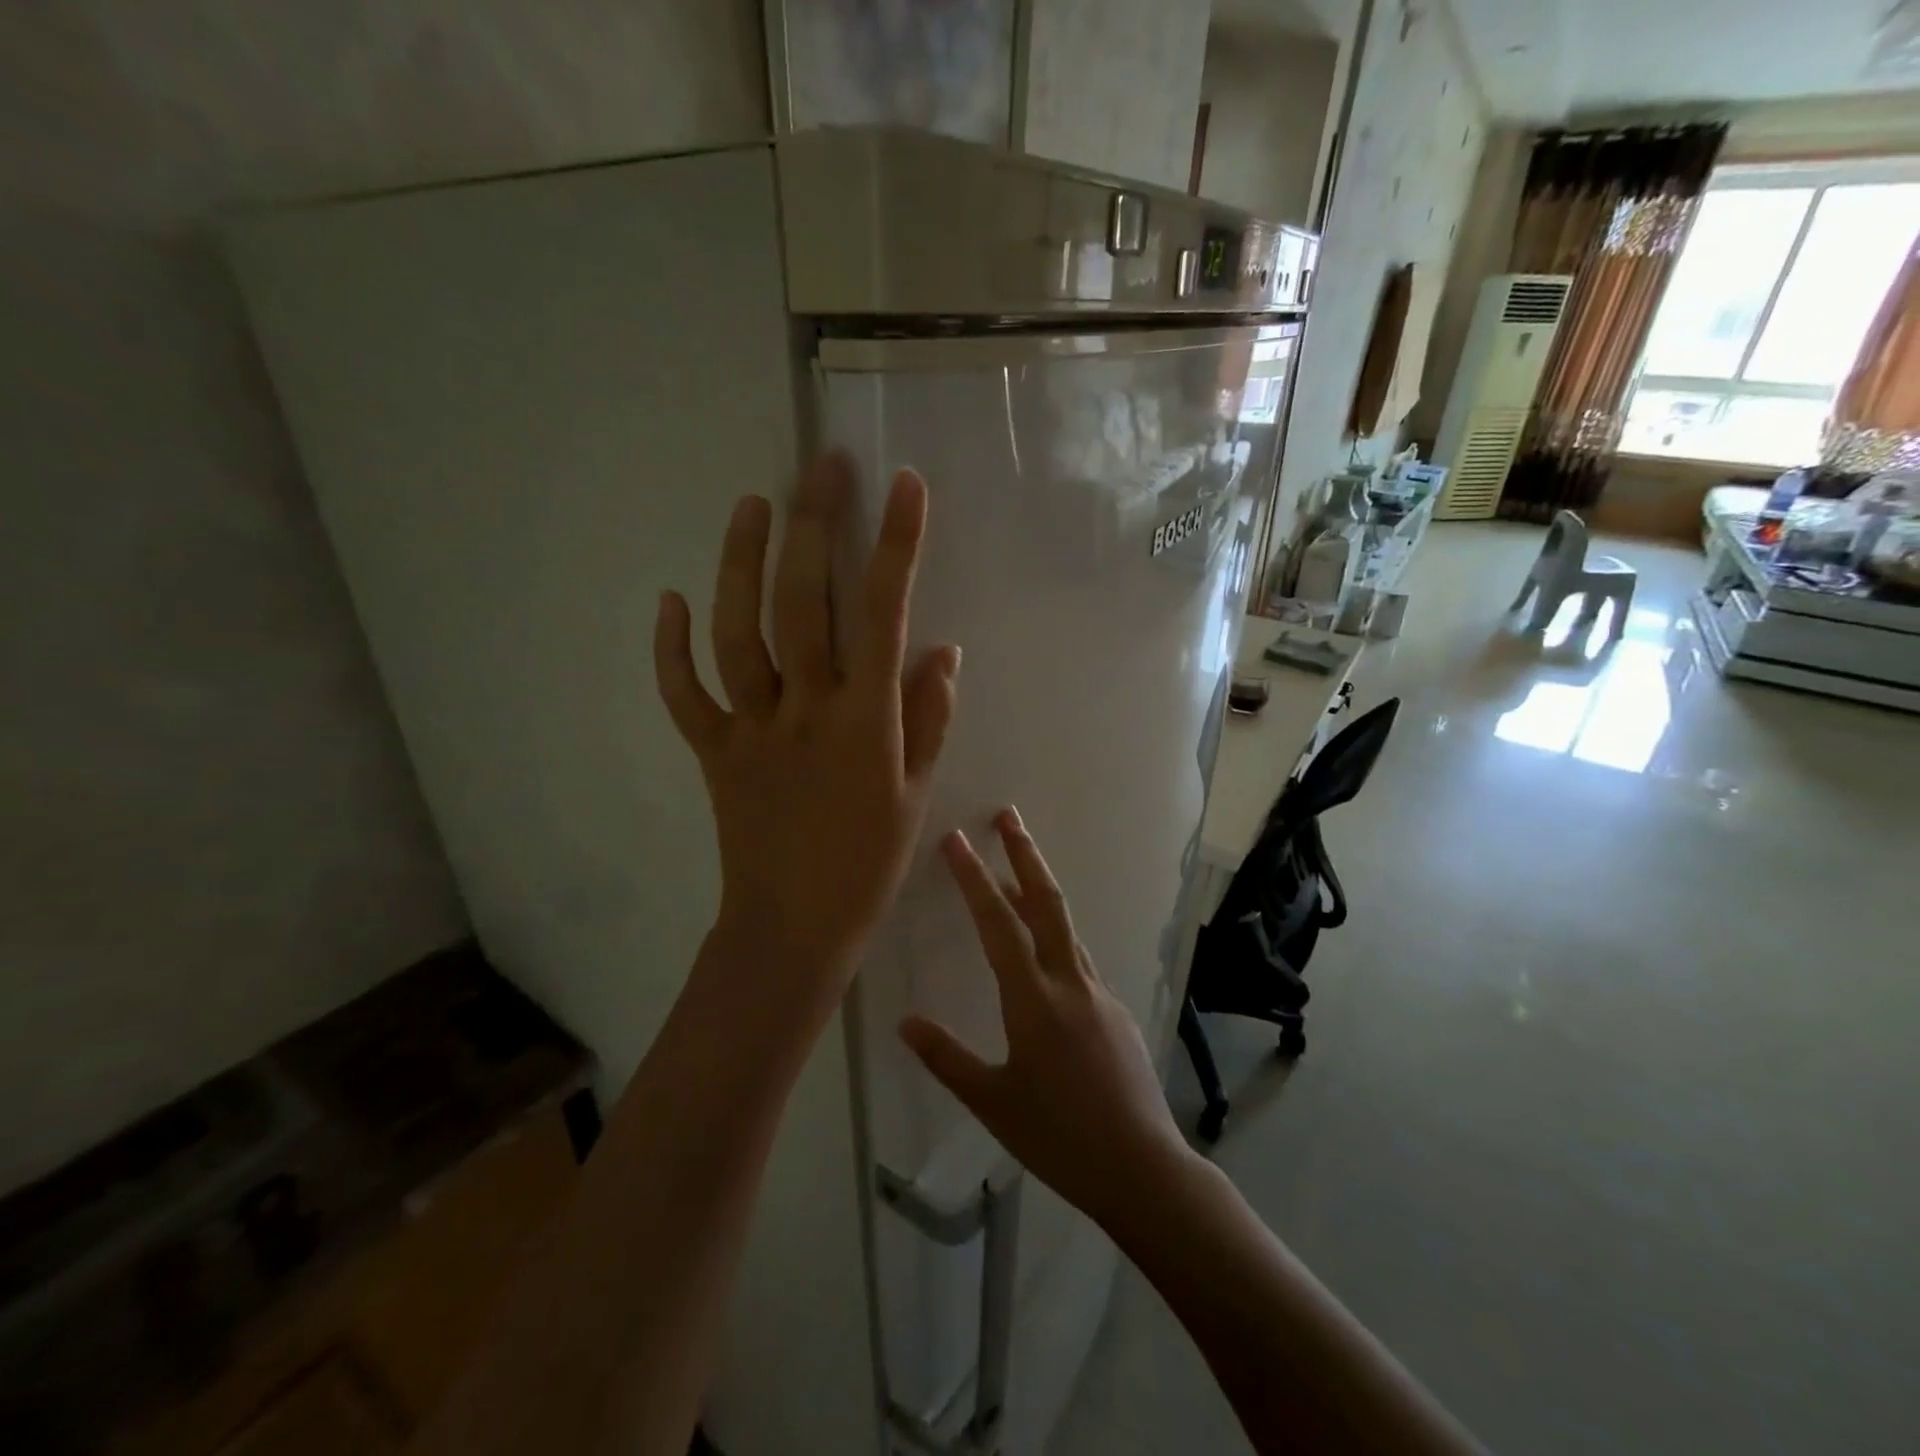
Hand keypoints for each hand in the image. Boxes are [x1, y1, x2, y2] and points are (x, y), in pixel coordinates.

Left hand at [654, 452, 959, 1018]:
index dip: (895, 546)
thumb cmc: (867, 864)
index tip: (905, 486)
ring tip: (752, 503)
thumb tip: (940, 649)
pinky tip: (671, 601)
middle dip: (815, 525)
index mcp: (865, 722)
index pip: (883, 616)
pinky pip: (684, 694)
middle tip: (822, 465)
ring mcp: (750, 728)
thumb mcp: (915, 794)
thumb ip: (928, 718)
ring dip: (741, 563)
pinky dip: (671, 648)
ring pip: (738, 632)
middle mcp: (804, 710)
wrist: (792, 930)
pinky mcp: (712, 751)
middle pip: (803, 602)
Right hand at [900, 810, 1194, 1229]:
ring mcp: (1098, 993)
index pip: (998, 924)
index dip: (974, 878)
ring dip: (1038, 892)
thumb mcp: (993, 1103)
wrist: (1142, 1168)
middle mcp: (1070, 982)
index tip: (957, 840)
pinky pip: (1077, 960)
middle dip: (1024, 855)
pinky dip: (1054, 939)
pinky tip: (1042, 960)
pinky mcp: (1115, 1010)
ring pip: (1064, 927)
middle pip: (1046, 902)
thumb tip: (906, 1022)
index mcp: (1034, 1001)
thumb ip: (947, 1059)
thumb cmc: (1059, 1137)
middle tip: (1008, 815)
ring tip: (1014, 874)